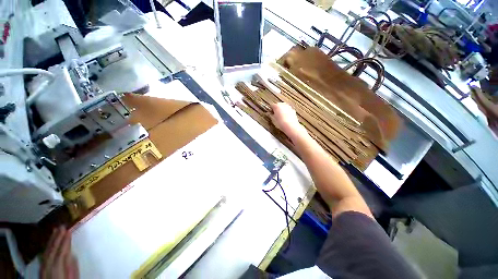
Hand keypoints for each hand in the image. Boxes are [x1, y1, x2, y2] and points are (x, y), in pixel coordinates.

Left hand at [40, 227, 78, 278]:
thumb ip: (72, 270)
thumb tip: (73, 255)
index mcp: (57, 273)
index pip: (60, 255)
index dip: (64, 243)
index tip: (69, 231)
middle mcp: (48, 270)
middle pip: (51, 253)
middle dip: (56, 239)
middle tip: (61, 226)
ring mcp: (43, 271)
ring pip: (46, 254)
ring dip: (51, 241)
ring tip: (55, 230)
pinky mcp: (42, 272)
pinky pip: (43, 258)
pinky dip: (47, 249)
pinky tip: (49, 243)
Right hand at [269, 103, 305, 135]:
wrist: (290, 127)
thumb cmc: (281, 123)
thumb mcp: (273, 120)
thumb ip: (270, 115)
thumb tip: (270, 114)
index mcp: (277, 106)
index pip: (272, 105)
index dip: (270, 110)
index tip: (270, 113)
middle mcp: (283, 105)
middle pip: (278, 105)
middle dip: (277, 110)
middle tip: (275, 116)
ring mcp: (289, 107)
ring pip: (284, 108)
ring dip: (282, 111)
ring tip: (280, 118)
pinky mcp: (293, 111)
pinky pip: (288, 111)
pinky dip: (286, 113)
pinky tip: (285, 119)